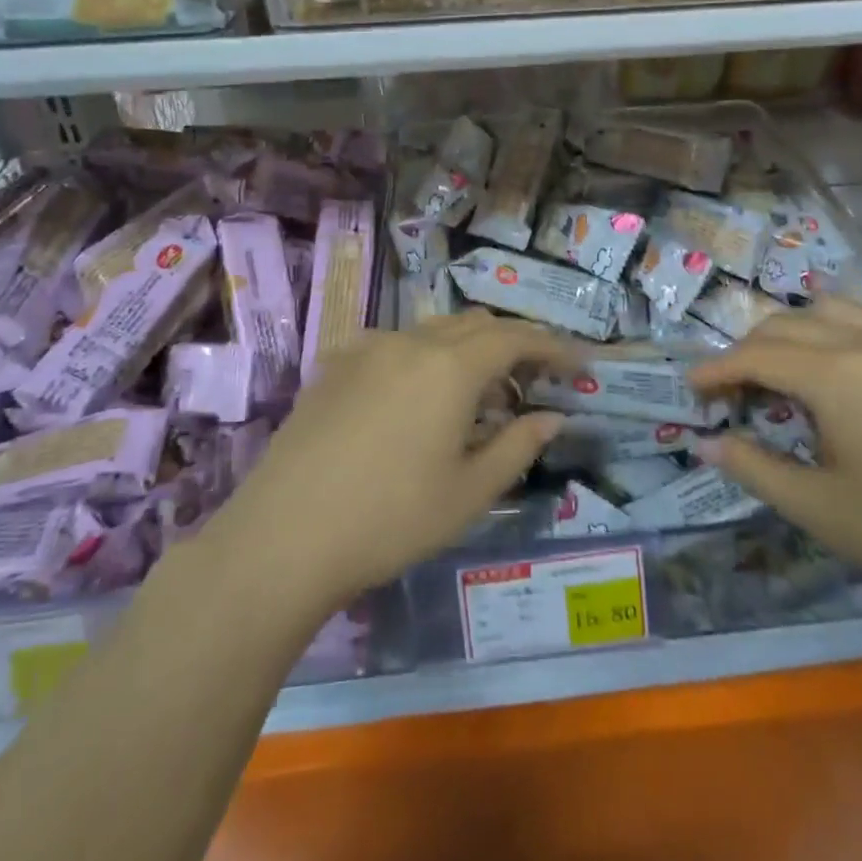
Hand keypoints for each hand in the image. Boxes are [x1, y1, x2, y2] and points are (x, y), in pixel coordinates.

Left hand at [201, 311, 576, 615]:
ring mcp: (367, 349)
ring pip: (433, 331)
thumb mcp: (469, 492)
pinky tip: (417, 398)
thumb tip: (553, 416)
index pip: (516, 338)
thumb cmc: (390, 519)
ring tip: (477, 393)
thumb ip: (518, 446)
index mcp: (450, 366)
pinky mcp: (335, 366)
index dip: (552, 346)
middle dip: (512, 344)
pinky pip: (395, 345)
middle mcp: (410, 341)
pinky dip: (425, 358)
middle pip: (476, 325)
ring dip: (467, 350)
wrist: (283, 536)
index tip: (578, 361)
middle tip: (532, 381)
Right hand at [691, 298, 861, 624]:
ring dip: (790, 332)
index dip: (716, 370)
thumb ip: (755, 468)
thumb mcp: (821, 510)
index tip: (690, 390)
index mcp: (835, 374)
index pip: (755, 356)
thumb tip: (707, 443)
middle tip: (729, 391)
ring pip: (827, 309)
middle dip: (747, 352)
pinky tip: (843, 352)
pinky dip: (842, 322)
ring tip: (778, 370)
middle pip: (785, 326)